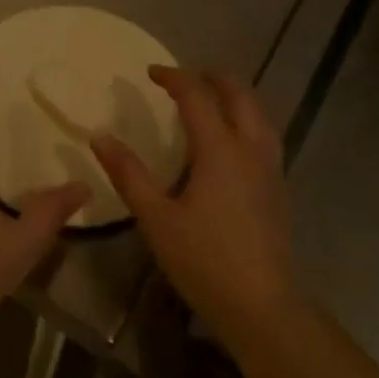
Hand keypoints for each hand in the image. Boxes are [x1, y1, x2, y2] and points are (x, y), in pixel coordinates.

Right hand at [91, 66, 299, 345]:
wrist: (262, 305)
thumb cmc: (204, 260)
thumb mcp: (156, 218)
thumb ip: (128, 174)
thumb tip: (100, 136)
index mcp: (220, 149)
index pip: (197, 96)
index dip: (173, 77)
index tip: (150, 72)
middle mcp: (250, 149)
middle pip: (239, 94)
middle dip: (213, 77)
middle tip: (185, 76)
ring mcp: (270, 167)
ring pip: (259, 113)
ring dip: (234, 96)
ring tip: (210, 97)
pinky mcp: (278, 187)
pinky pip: (264, 134)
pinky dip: (246, 118)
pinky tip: (232, 138)